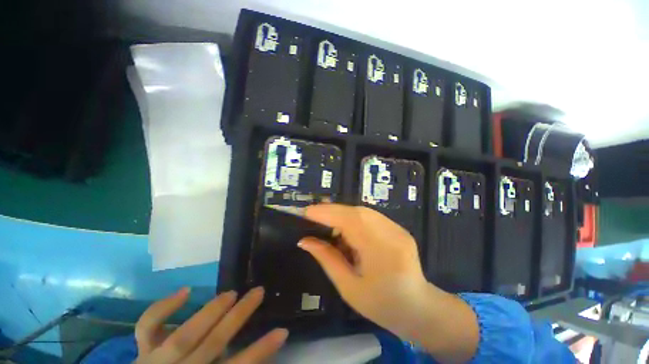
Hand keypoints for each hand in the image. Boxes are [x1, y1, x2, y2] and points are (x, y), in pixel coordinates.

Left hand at [135, 287, 287, 363]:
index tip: (282, 331)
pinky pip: (148, 325)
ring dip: (210, 312)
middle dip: (238, 318)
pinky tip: (186, 291)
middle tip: (259, 291)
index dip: (260, 352)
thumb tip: (256, 355)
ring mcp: (155, 360)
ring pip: (184, 336)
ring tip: (232, 293)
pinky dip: (164, 308)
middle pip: (213, 344)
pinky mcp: (142, 348)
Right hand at [298, 204, 428, 334]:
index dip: (327, 213)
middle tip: (313, 215)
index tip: (307, 212)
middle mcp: (391, 233)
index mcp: (381, 251)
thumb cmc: (382, 305)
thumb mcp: (348, 287)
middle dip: (332, 211)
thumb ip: (327, 259)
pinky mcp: (398, 227)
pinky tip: (345, 228)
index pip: (350, 221)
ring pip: (363, 211)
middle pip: (357, 211)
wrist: (419, 308)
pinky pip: (370, 216)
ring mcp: (397, 228)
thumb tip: (305, 241)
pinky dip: (353, 217)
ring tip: (327, 223)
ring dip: (342, 213)